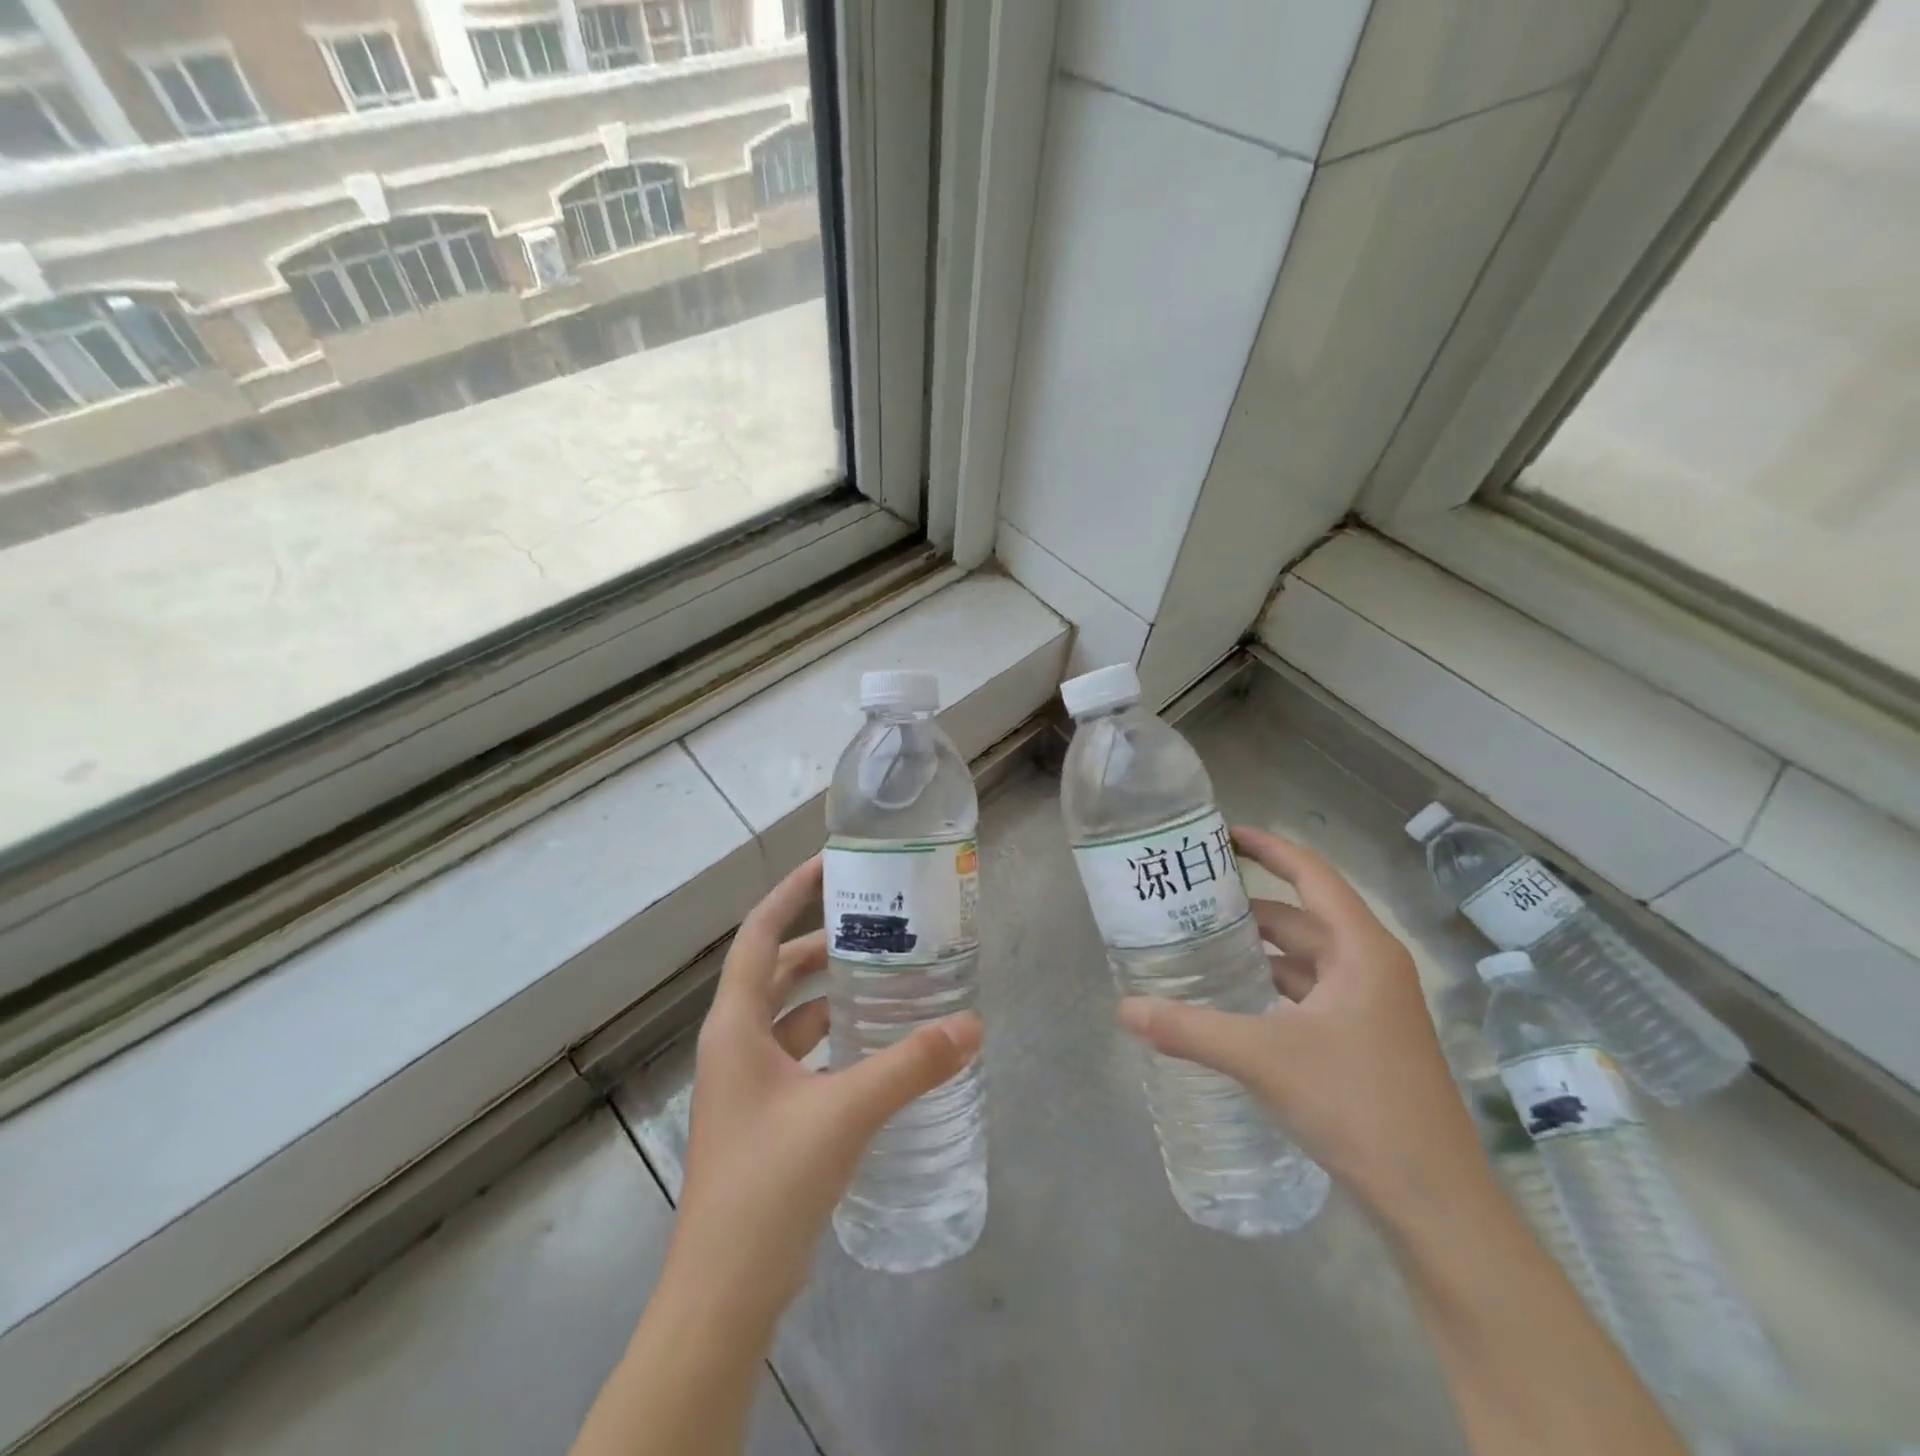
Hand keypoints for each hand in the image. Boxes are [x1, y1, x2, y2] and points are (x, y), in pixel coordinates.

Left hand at [669, 854, 983, 1324]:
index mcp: (735, 1026)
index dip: (790, 893)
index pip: (758, 935)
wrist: (723, 1294)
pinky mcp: (764, 1116)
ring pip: (789, 1015)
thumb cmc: (769, 1183)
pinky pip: (799, 1054)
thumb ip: (911, 1064)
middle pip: (777, 971)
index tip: (830, 864)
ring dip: (829, 992)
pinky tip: (874, 1044)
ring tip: (885, 976)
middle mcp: (734, 1044)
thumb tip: (972, 1027)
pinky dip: (832, 1037)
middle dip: (821, 943)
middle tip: (877, 925)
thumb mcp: (845, 1112)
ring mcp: (746, 1084)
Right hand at [1117, 825, 1483, 1220]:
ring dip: (1258, 950)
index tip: (1222, 835)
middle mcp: (1370, 967)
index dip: (1269, 848)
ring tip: (1200, 944)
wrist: (1435, 1203)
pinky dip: (1271, 985)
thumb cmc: (1359, 1108)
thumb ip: (1190, 1030)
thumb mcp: (1265, 1060)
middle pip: (1300, 917)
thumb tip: (1124, 1009)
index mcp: (1361, 950)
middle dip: (1247, 907)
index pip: (1311, 875)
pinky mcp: (1365, 1039)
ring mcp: (1371, 1006)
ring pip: (1304, 959)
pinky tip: (1234, 999)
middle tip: (1189, 899)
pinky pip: (1309, 992)